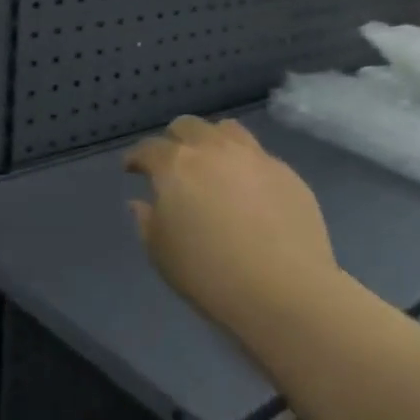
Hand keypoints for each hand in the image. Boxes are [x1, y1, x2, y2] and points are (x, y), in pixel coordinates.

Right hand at [125, 116, 340, 342]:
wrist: (284, 292)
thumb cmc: (209, 274)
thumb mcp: (161, 252)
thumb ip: (146, 220)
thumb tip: (142, 202)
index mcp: (175, 165)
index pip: (148, 148)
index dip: (136, 158)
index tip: (132, 169)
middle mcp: (213, 149)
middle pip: (188, 126)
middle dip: (174, 141)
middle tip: (172, 164)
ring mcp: (255, 157)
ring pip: (227, 130)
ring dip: (211, 141)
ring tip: (212, 164)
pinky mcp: (287, 173)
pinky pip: (258, 156)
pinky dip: (244, 164)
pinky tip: (248, 190)